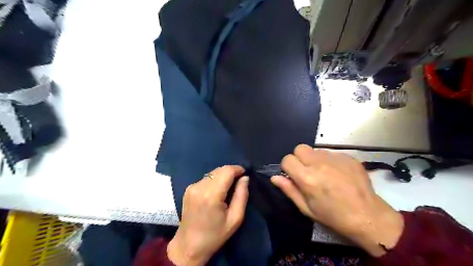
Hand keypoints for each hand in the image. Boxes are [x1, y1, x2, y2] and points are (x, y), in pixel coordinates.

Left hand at [168, 166, 248, 264]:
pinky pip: (206, 178)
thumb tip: (245, 178)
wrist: (189, 246)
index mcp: (211, 195)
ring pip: (213, 172)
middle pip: (220, 169)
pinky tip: (217, 191)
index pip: (227, 171)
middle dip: (231, 172)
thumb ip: (242, 195)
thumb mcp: (235, 219)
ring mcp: (192, 187)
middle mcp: (199, 186)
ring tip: (228, 188)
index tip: (245, 175)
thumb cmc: (215, 235)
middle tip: (239, 182)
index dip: (238, 169)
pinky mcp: (188, 189)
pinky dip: (215, 180)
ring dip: (223, 176)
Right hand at [271, 145, 404, 256]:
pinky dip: (329, 161)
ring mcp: (335, 158)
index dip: (287, 167)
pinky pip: (331, 153)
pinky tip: (337, 173)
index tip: (293, 176)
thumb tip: (274, 177)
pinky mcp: (348, 157)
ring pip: (315, 150)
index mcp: (307, 178)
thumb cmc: (333, 216)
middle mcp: (319, 163)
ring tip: (324, 173)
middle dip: (299, 158)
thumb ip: (289, 190)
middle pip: (299, 148)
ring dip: (314, 159)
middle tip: (307, 172)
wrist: (367, 216)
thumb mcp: (307, 208)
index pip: (287, 159)